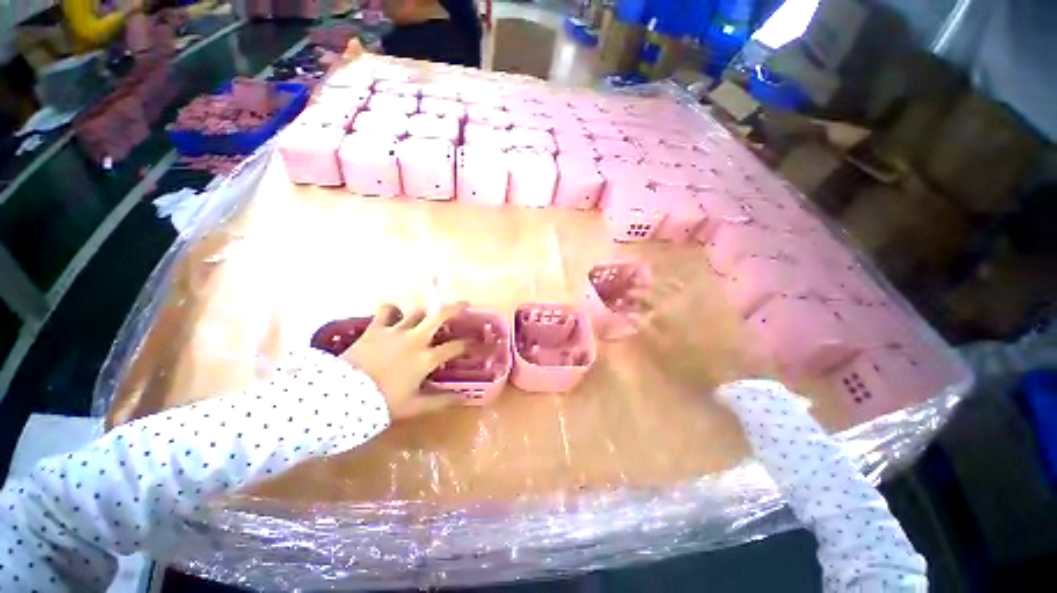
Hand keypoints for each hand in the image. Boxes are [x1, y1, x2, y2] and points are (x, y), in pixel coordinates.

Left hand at [342, 303, 467, 419]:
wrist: (341, 397)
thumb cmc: (382, 403)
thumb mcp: (414, 406)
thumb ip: (440, 401)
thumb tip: (463, 398)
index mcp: (426, 358)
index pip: (455, 347)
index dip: (468, 344)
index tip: (474, 344)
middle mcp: (415, 339)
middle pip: (440, 316)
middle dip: (456, 308)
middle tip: (464, 305)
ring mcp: (395, 331)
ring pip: (417, 311)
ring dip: (425, 313)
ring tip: (427, 316)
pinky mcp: (375, 328)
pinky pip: (385, 310)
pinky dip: (391, 310)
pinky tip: (394, 314)